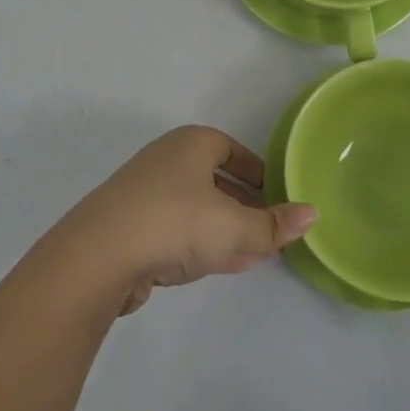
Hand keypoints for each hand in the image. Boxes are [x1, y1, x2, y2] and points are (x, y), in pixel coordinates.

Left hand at [56, 126, 316, 315]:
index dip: (259, 173)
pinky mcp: (129, 228)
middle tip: (270, 230)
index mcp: (191, 145)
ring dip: (224, 229)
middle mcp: (166, 161)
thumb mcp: (235, 227)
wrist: (97, 257)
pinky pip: (176, 231)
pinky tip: (219, 265)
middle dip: (244, 205)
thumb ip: (273, 225)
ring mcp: (144, 195)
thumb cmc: (175, 223)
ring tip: (253, 253)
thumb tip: (312, 214)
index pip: (233, 151)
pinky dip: (200, 243)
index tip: (279, 197)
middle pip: (215, 180)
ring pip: (196, 208)